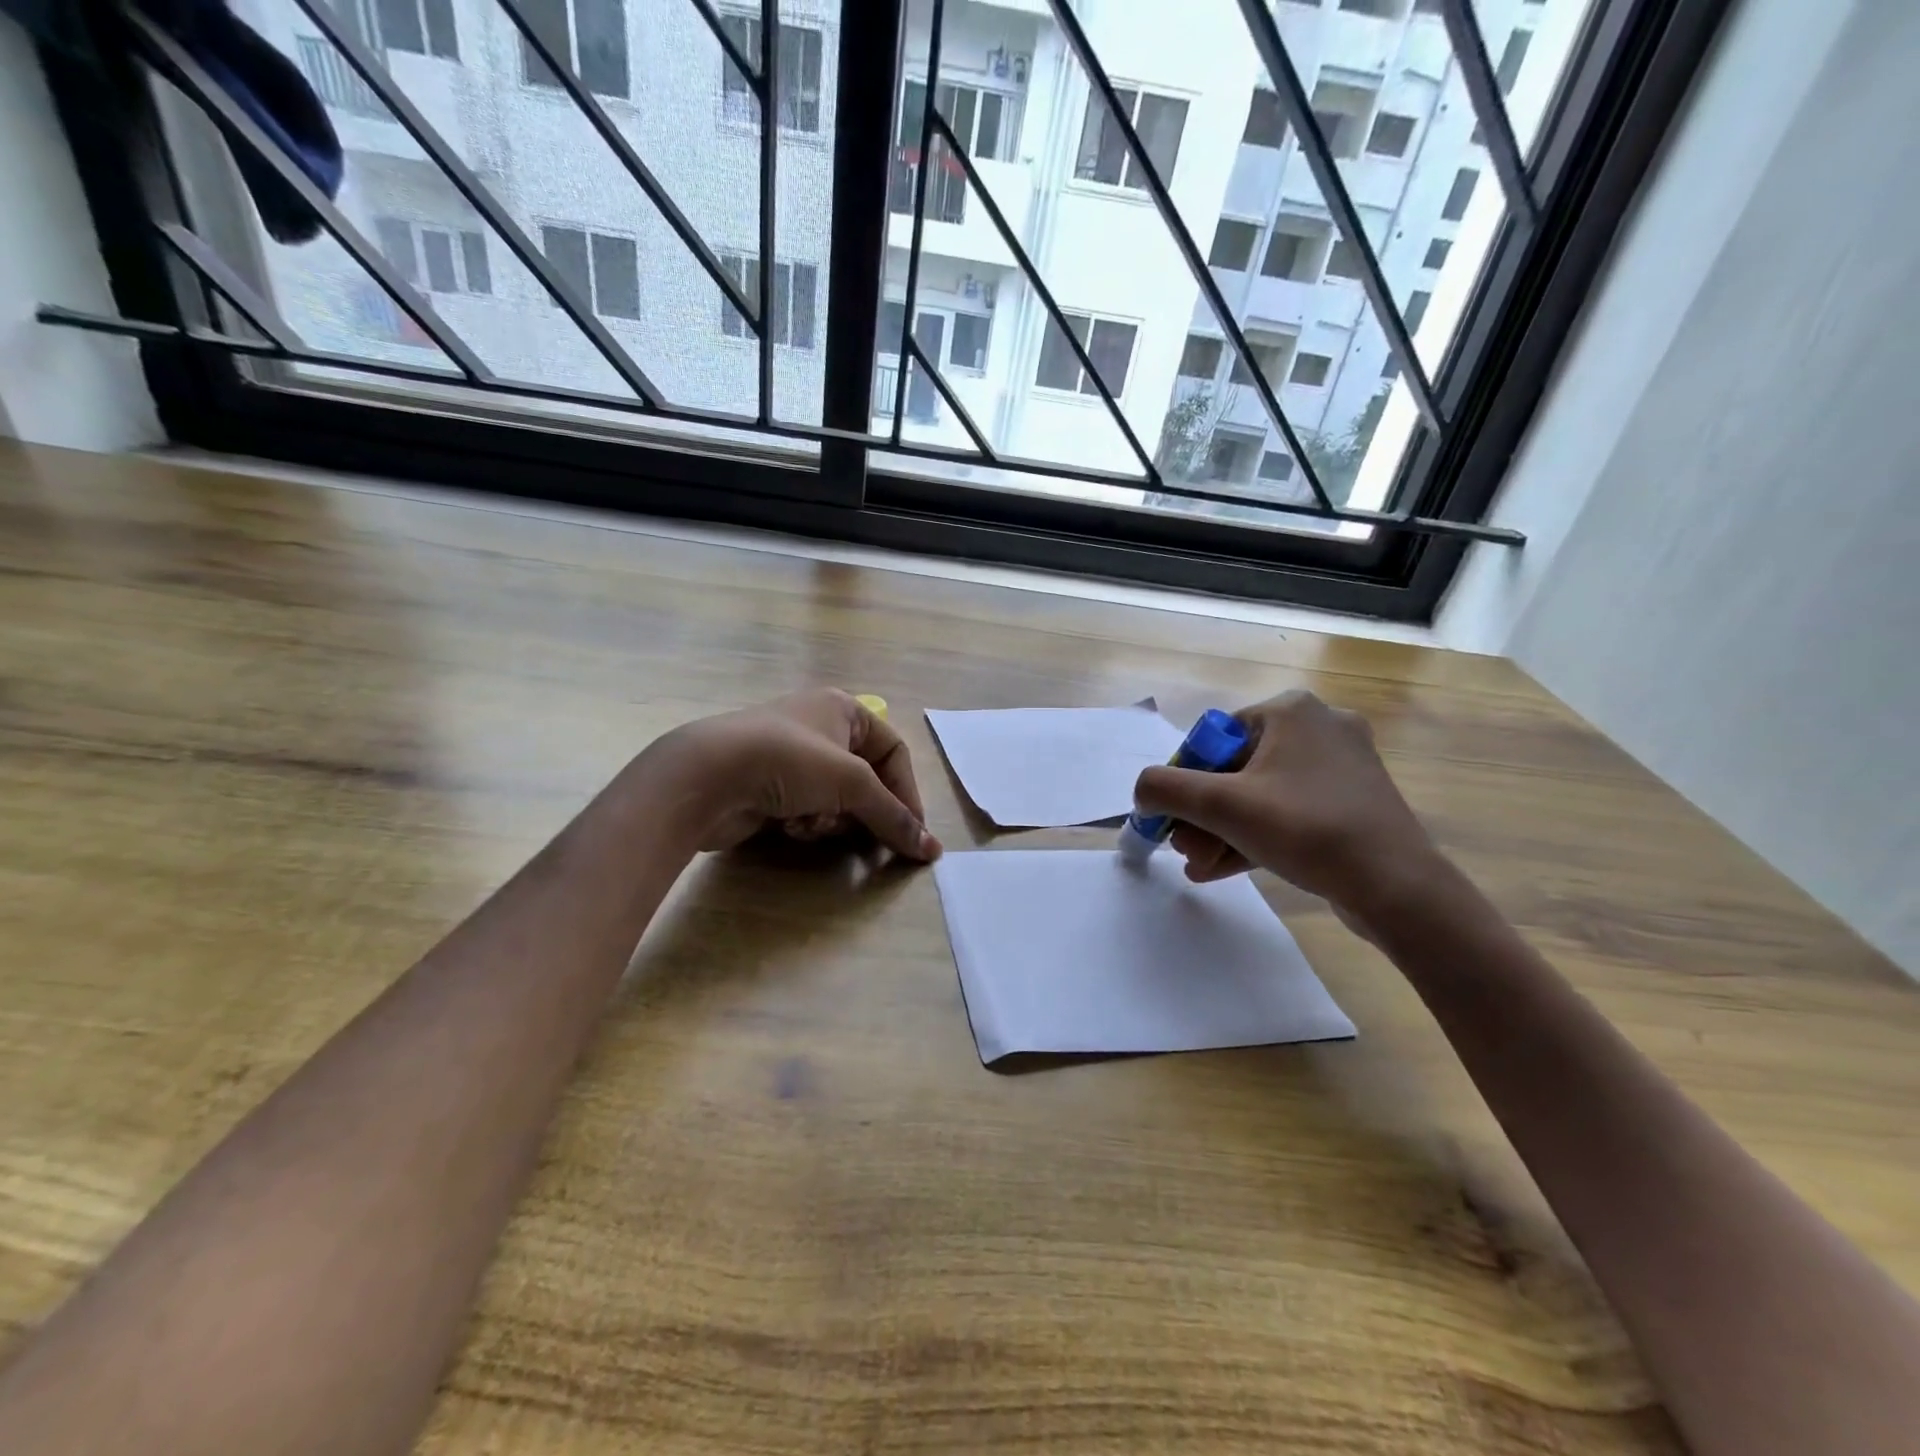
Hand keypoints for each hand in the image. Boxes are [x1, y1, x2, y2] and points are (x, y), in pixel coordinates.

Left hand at [650, 689, 940, 860]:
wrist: (707, 777)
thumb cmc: (789, 762)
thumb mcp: (852, 783)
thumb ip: (894, 816)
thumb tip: (932, 850)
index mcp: (844, 709)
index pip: (894, 751)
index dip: (907, 792)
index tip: (912, 832)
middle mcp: (821, 728)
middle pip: (867, 780)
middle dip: (864, 811)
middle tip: (868, 841)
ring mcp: (792, 759)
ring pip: (838, 801)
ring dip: (831, 820)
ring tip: (812, 824)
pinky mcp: (769, 788)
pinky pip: (808, 811)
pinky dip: (806, 824)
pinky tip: (789, 828)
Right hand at [1133, 690, 1440, 932]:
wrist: (1397, 886)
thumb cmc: (1305, 829)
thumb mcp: (1220, 806)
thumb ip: (1164, 790)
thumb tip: (1142, 792)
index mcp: (1290, 710)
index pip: (1213, 740)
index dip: (1185, 782)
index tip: (1172, 821)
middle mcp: (1319, 726)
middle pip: (1235, 770)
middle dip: (1202, 816)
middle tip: (1184, 850)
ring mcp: (1342, 765)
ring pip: (1261, 795)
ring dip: (1222, 832)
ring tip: (1198, 867)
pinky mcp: (1354, 801)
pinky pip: (1289, 812)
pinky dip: (1255, 837)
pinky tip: (1222, 869)